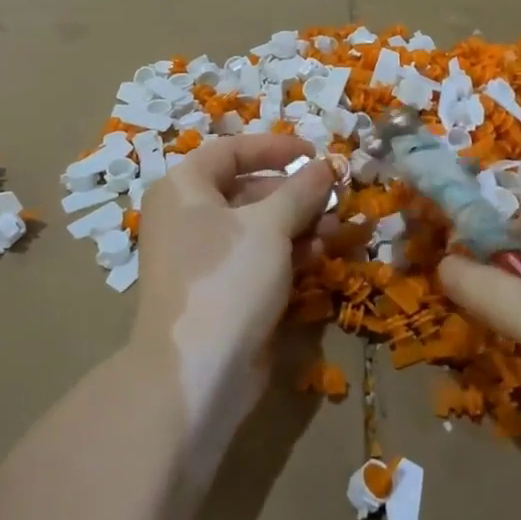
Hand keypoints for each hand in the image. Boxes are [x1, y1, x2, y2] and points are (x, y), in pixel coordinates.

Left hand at [129, 134, 334, 450]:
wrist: (196, 372)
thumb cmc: (227, 278)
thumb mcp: (270, 225)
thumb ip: (301, 190)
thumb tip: (325, 166)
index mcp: (185, 188)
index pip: (232, 150)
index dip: (276, 148)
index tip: (315, 154)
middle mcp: (187, 217)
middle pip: (248, 189)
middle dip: (295, 193)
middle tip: (334, 198)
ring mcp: (202, 257)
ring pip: (257, 227)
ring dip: (298, 225)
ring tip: (336, 230)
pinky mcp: (219, 291)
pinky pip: (255, 259)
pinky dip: (286, 254)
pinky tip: (318, 257)